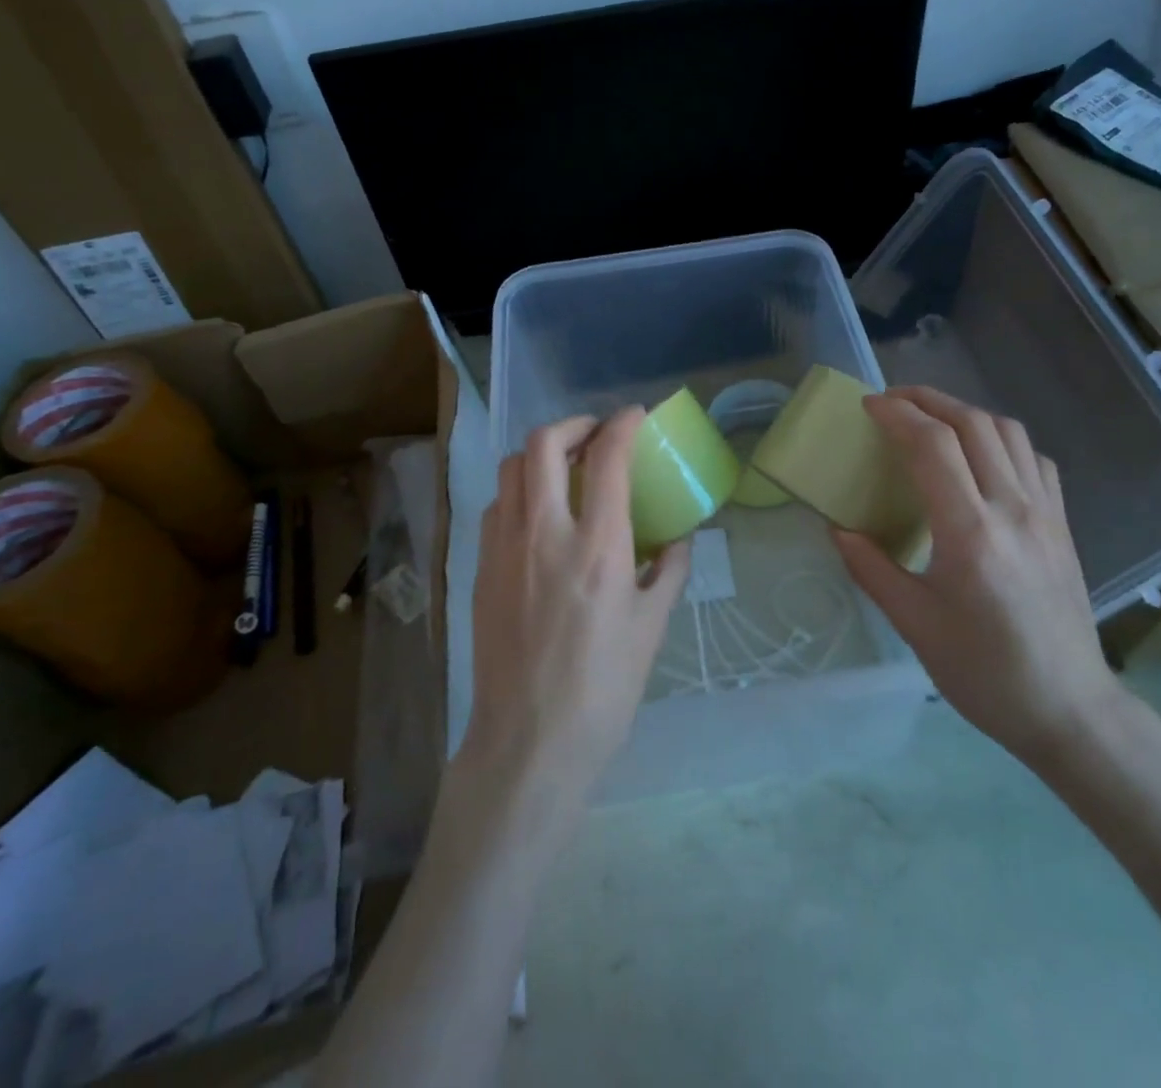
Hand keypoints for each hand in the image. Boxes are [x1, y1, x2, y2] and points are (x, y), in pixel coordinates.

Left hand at [457, 408, 691, 809]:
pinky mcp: (481, 569)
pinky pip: (497, 507)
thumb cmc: (602, 690)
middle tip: (595, 437)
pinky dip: (519, 491)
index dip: (623, 424)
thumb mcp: (651, 629)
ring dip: (540, 455)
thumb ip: (668, 572)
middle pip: (542, 444)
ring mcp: (504, 549)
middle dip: (572, 425)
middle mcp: (544, 534)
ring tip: (564, 470)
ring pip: (511, 469)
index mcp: (597, 547)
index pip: (606, 458)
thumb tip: (679, 539)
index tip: (636, 416)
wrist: (528, 743)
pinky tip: (538, 516)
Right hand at [831, 386, 1122, 767]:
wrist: (1069, 709)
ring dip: (964, 412)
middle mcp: (1013, 509)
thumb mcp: (913, 624)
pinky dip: (1001, 440)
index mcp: (970, 533)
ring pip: (1008, 432)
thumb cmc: (983, 671)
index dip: (897, 414)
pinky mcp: (1063, 524)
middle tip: (891, 401)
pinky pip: (1034, 459)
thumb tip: (838, 529)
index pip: (932, 445)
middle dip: (927, 399)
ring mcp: (1046, 513)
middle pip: (972, 423)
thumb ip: (871, 568)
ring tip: (931, 418)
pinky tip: (982, 456)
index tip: (868, 406)